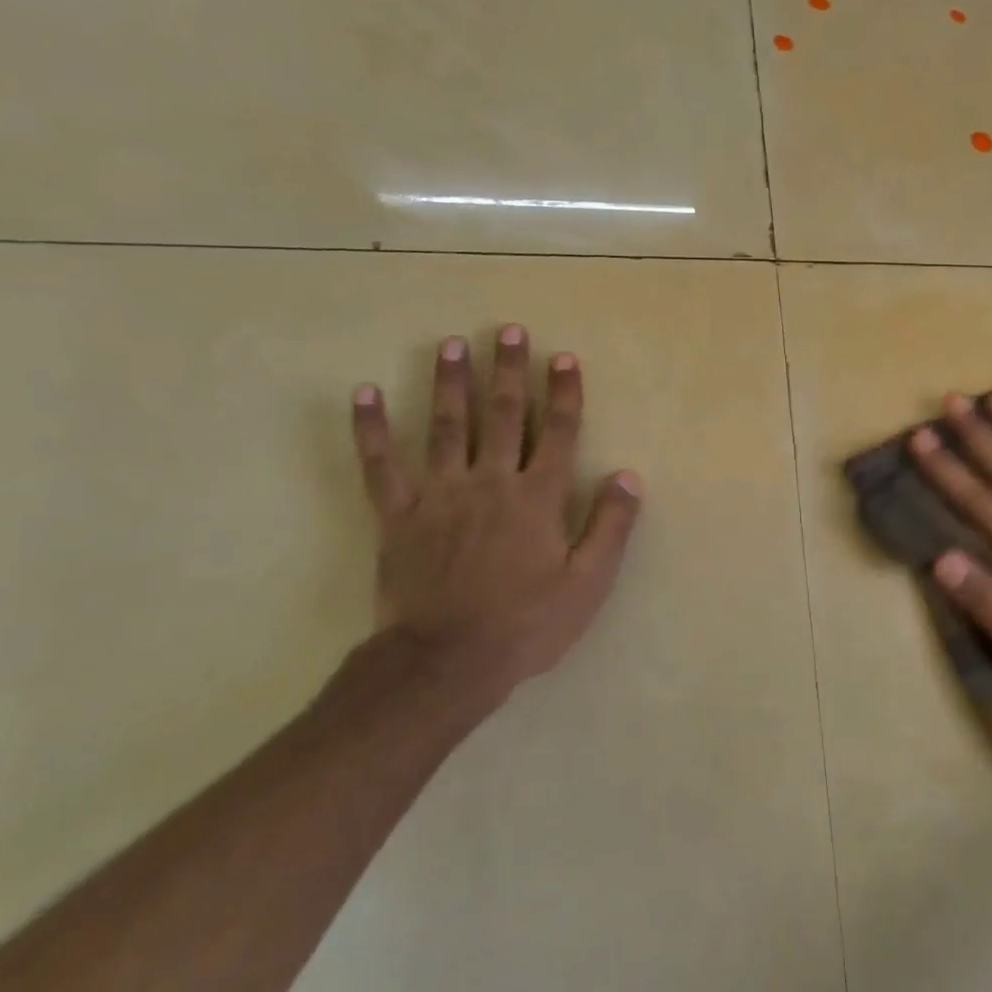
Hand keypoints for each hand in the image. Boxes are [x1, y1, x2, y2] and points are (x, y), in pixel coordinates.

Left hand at [341, 325, 642, 724]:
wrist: (446, 661)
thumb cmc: (526, 623)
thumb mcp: (587, 583)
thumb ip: (610, 526)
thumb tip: (628, 476)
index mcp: (538, 497)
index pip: (557, 432)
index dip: (564, 393)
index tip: (563, 357)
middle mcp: (491, 482)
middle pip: (503, 415)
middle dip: (509, 370)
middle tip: (508, 330)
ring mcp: (440, 495)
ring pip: (446, 426)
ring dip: (451, 382)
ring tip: (452, 344)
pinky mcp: (398, 515)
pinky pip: (381, 465)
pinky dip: (371, 429)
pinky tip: (364, 394)